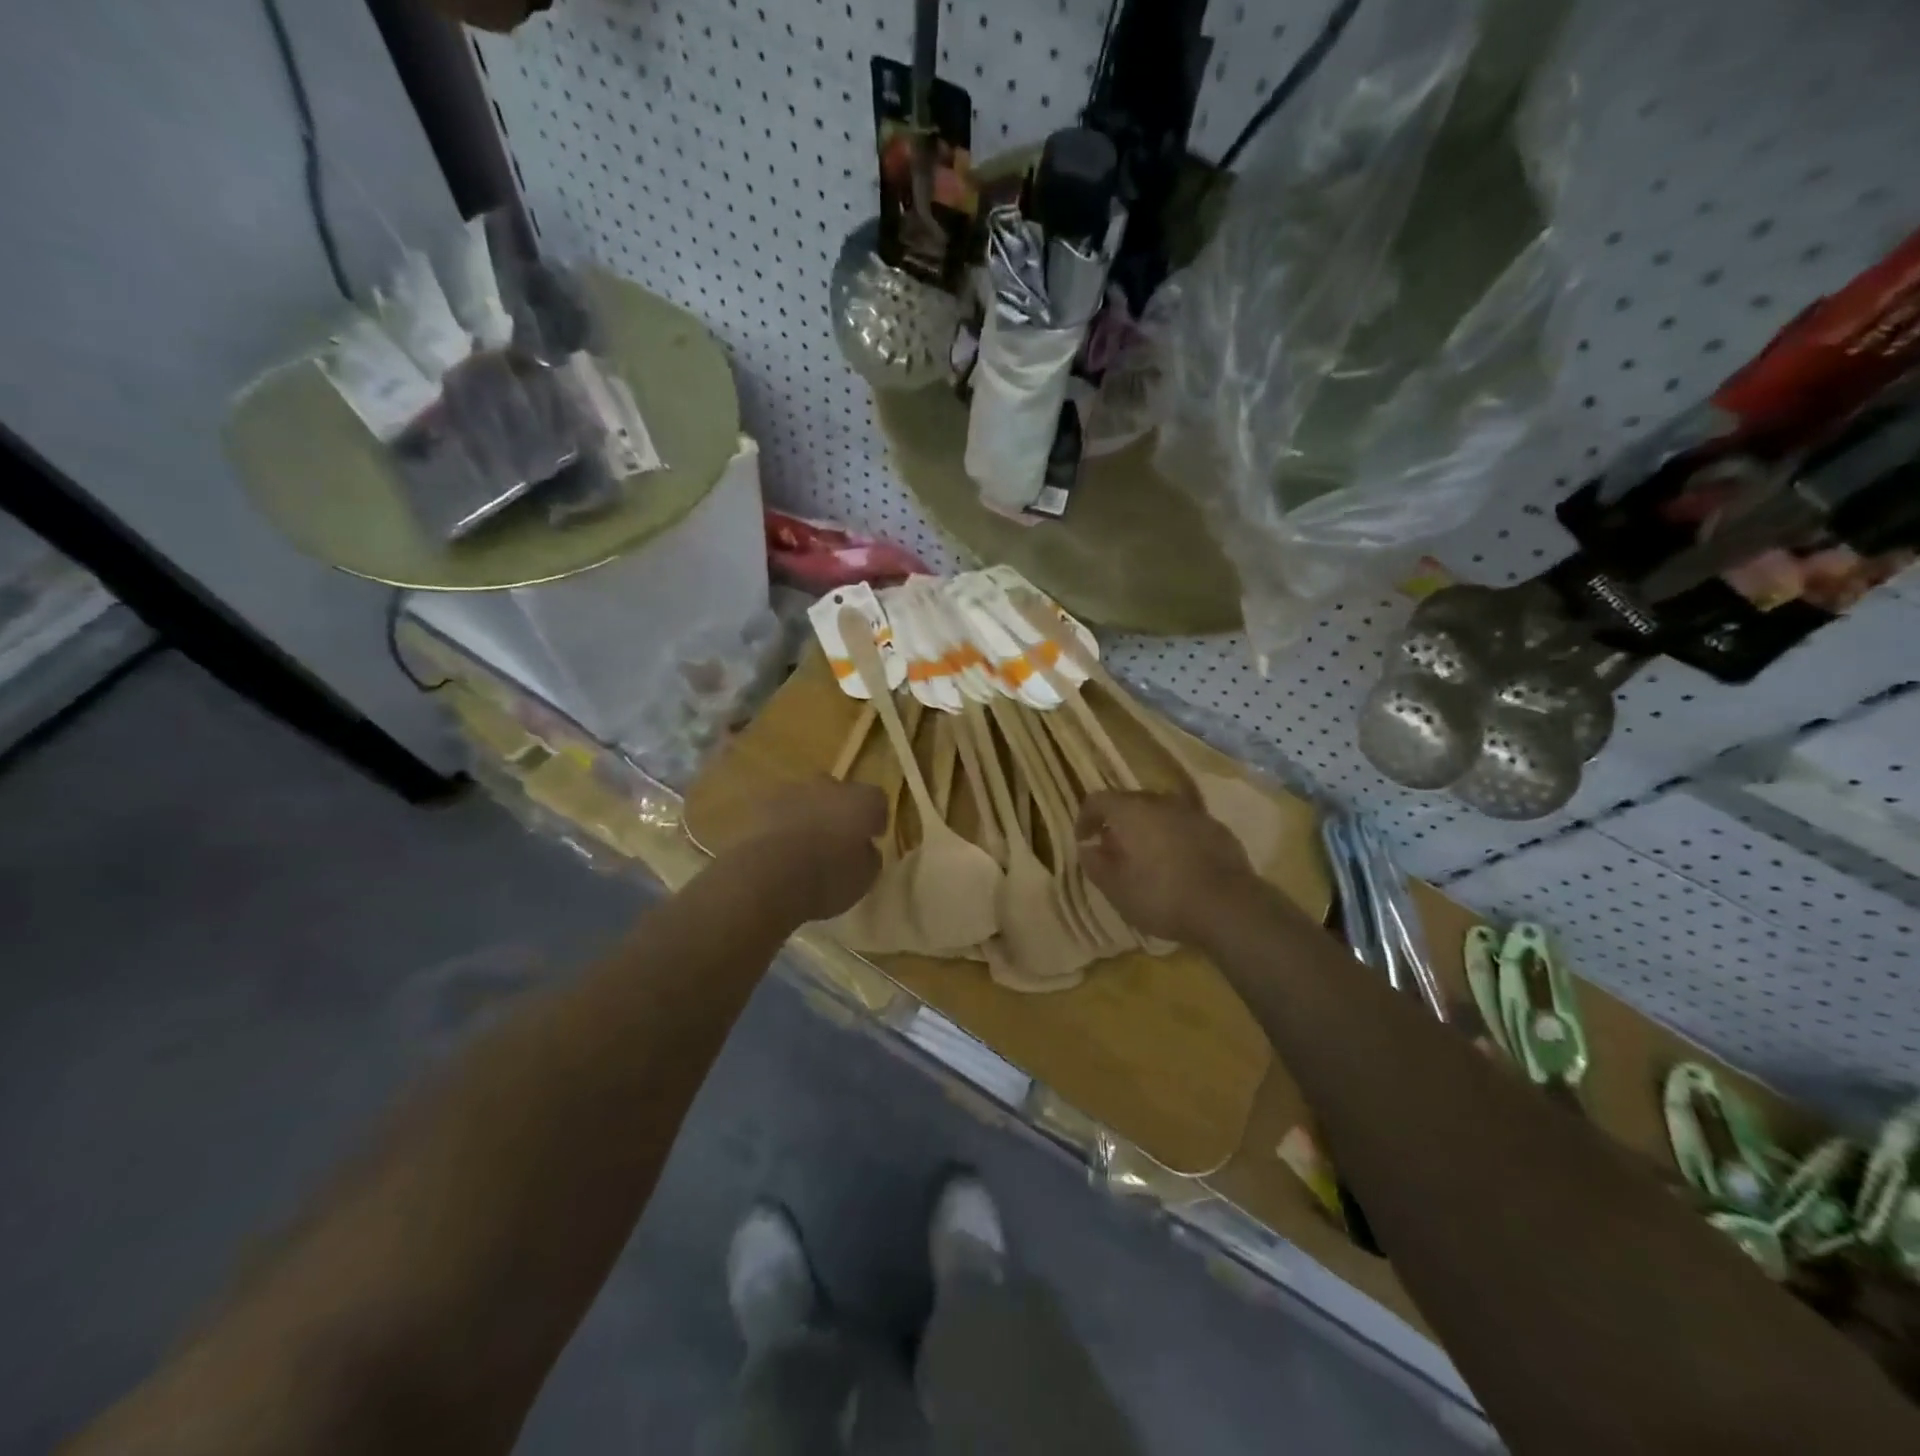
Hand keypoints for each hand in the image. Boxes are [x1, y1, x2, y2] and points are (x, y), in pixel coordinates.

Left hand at [735, 778, 886, 922]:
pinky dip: (780, 826)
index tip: (872, 838)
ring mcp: (790, 792)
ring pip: (805, 799)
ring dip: (808, 815)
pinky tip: (777, 850)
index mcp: (861, 801)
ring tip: (802, 847)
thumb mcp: (863, 879)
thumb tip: (865, 850)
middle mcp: (827, 787)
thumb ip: (869, 858)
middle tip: (836, 839)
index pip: (877, 799)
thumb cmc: (826, 879)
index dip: (875, 818)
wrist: (767, 877)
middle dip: (839, 810)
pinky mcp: (758, 805)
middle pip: (838, 791)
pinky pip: (777, 812)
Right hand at [1075, 791, 1259, 945]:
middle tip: (1114, 851)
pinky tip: (1180, 865)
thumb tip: (1088, 848)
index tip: (1084, 839)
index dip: (1085, 818)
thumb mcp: (1116, 889)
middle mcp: (1161, 802)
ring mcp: (1193, 813)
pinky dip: (1175, 838)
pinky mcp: (1218, 829)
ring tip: (1148, 858)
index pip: (1097, 800)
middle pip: (1131, 803)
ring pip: (1161, 813)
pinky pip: (1186, 826)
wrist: (1228, 906)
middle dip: (1118, 823)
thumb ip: (1095, 864)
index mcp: (1131, 811)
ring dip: (1149, 829)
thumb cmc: (1161, 896)